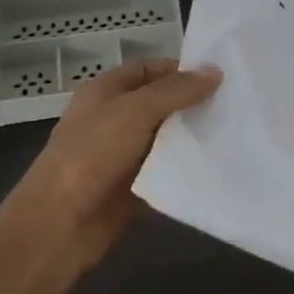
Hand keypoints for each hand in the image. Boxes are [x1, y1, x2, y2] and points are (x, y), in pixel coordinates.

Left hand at [8, 57, 221, 268]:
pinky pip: (164, 171)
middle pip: (159, 103)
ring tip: (234, 132)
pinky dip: (184, 168)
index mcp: (105, 91)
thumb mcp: (135, 111)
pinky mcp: (132, 187)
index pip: (148, 69)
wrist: (59, 223)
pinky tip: (216, 165)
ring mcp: (122, 154)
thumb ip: (175, 91)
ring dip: (191, 136)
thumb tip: (215, 72)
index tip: (218, 77)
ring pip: (164, 138)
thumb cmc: (92, 153)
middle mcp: (113, 118)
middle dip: (191, 104)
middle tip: (234, 105)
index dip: (180, 70)